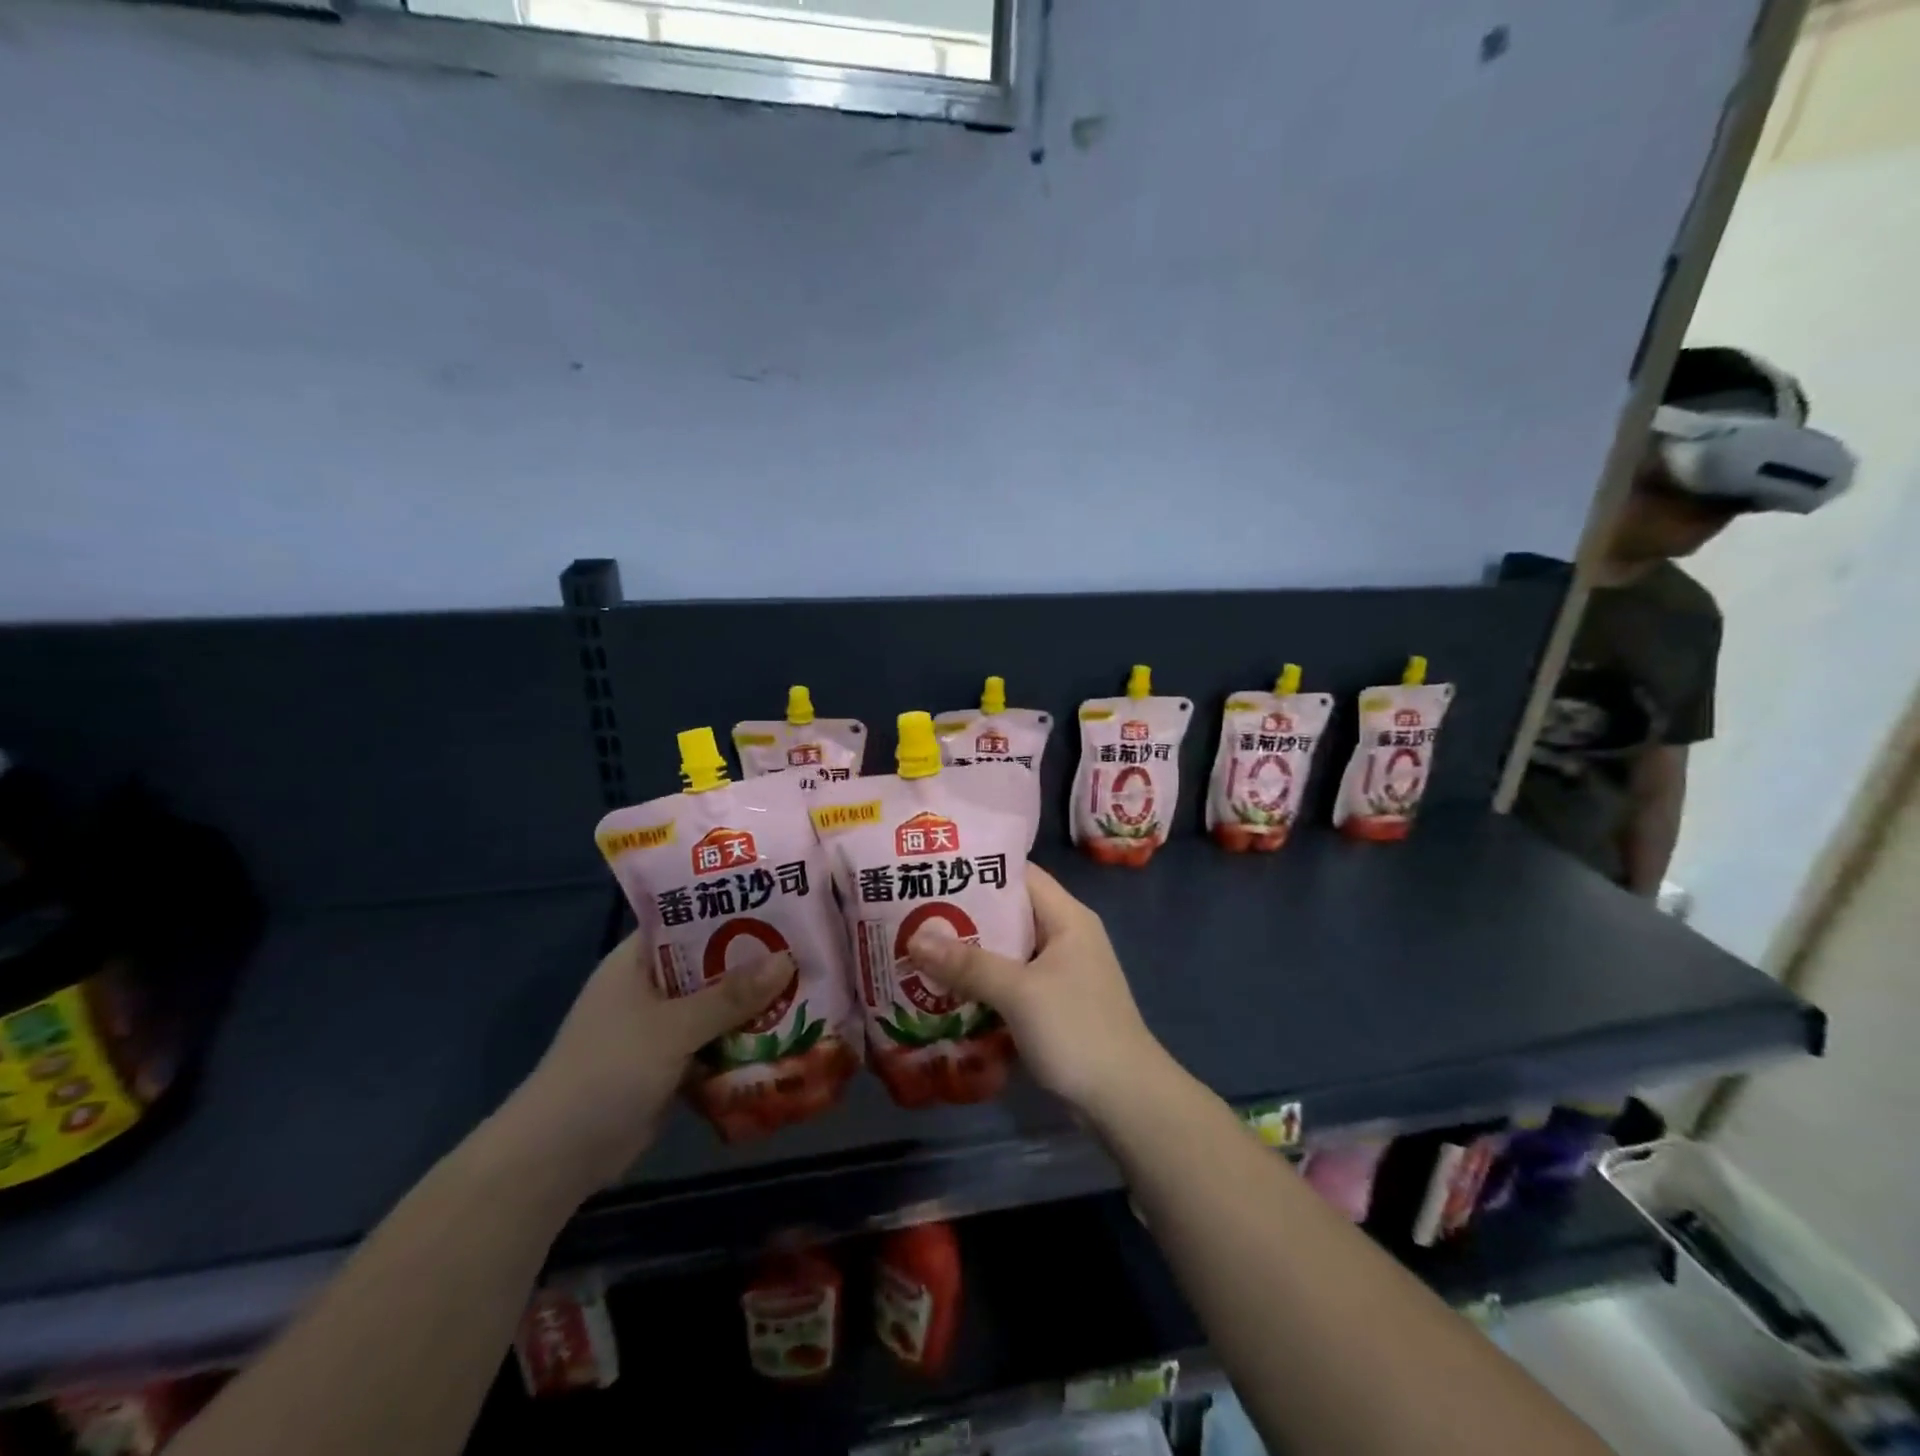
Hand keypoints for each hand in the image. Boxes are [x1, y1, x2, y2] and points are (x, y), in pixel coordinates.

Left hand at [499, 933, 789, 1196]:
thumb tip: (788, 958)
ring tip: (810, 986)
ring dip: (755, 1004)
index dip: (732, 907)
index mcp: (637, 960)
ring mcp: (660, 1026)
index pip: (689, 917)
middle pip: (711, 962)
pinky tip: (787, 1034)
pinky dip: (743, 1040)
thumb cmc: (608, 1071)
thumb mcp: (672, 1028)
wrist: (557, 1159)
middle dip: (755, 960)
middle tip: (810, 946)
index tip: (782, 900)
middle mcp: (650, 986)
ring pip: (718, 1004)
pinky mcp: (671, 1063)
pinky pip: (716, 1041)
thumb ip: (730, 996)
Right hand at [907, 863, 1165, 1117]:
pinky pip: (1012, 982)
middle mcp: (1066, 937)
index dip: (979, 870)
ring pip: (1008, 951)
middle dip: (965, 915)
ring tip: (920, 949)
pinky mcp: (1054, 1005)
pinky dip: (983, 983)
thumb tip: (914, 939)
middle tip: (914, 914)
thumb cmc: (1077, 1030)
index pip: (1020, 875)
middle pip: (1010, 913)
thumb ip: (968, 964)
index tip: (935, 871)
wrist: (1126, 1101)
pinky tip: (946, 991)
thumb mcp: (1019, 992)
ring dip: (970, 953)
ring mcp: (1061, 973)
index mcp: (1067, 918)